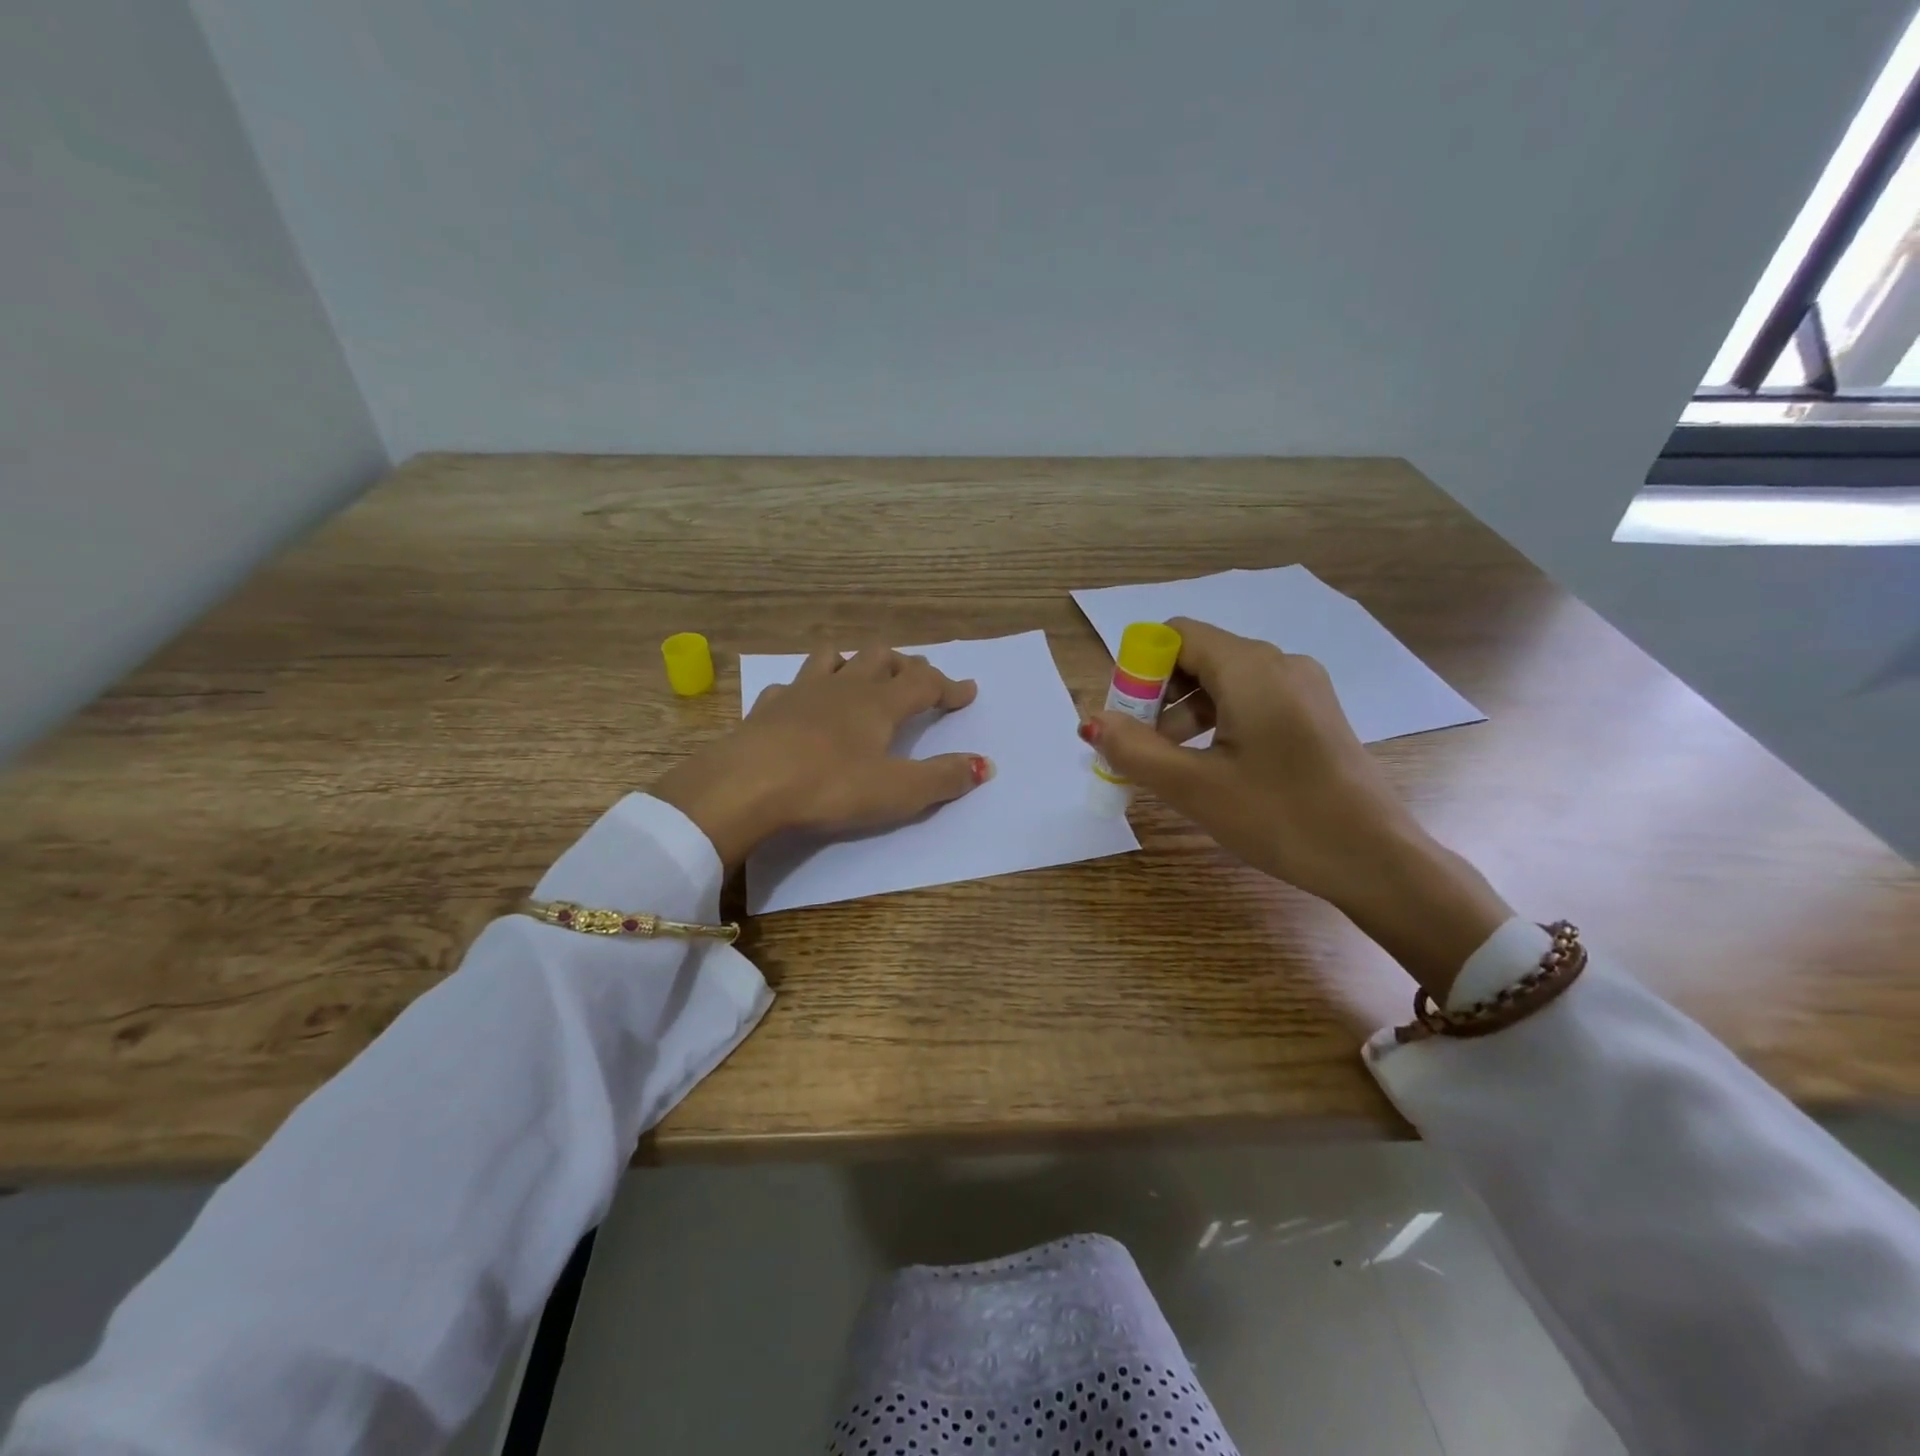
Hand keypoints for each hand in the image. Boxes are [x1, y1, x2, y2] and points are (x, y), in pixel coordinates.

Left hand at [653, 647, 991, 868]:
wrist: (747, 784)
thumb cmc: (829, 787)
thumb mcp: (897, 791)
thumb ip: (943, 778)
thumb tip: (986, 765)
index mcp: (879, 704)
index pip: (925, 682)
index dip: (950, 686)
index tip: (968, 692)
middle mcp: (844, 687)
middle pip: (882, 657)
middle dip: (906, 665)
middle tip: (918, 680)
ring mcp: (802, 691)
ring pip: (836, 656)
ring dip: (856, 661)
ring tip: (864, 676)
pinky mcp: (768, 707)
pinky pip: (793, 683)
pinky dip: (808, 687)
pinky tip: (805, 704)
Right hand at [1085, 617, 1509, 996]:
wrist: (1376, 859)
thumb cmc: (1280, 818)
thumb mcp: (1194, 787)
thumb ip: (1135, 749)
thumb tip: (1091, 721)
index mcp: (1250, 668)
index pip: (1176, 636)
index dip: (1139, 669)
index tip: (1125, 719)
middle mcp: (1279, 663)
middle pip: (1198, 656)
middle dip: (1158, 696)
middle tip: (1140, 747)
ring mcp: (1303, 688)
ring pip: (1224, 681)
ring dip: (1185, 713)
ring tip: (1171, 765)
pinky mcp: (1314, 714)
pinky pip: (1251, 701)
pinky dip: (1218, 723)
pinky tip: (1212, 767)